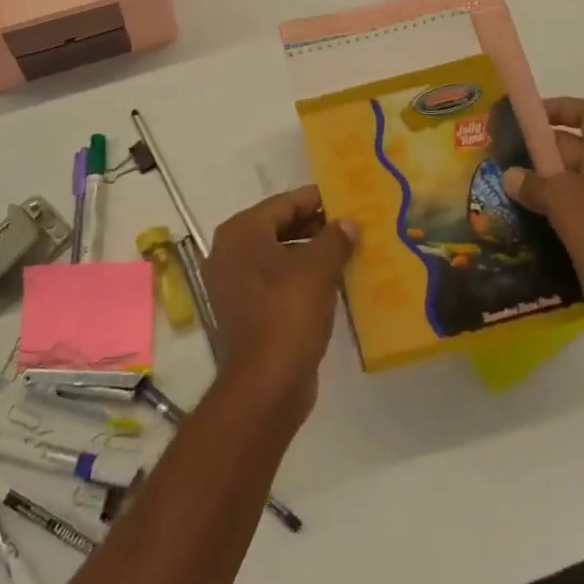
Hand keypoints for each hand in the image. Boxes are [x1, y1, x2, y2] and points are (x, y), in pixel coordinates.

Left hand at [203, 186, 355, 426]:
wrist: (266, 384)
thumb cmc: (288, 312)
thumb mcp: (318, 269)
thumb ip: (334, 239)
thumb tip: (348, 223)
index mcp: (241, 232)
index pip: (284, 203)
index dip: (317, 200)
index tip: (347, 200)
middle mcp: (230, 251)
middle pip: (279, 227)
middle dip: (316, 227)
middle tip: (352, 226)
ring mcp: (234, 283)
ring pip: (279, 256)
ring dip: (311, 253)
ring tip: (349, 252)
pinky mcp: (245, 310)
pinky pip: (276, 282)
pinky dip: (301, 278)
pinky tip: (332, 283)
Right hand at [503, 98, 583, 342]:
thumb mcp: (565, 198)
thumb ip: (534, 183)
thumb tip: (511, 175)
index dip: (559, 108)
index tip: (526, 118)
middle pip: (573, 150)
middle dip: (538, 153)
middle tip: (499, 160)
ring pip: (570, 188)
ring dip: (540, 190)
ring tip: (502, 194)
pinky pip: (573, 220)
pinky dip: (550, 221)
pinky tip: (521, 229)